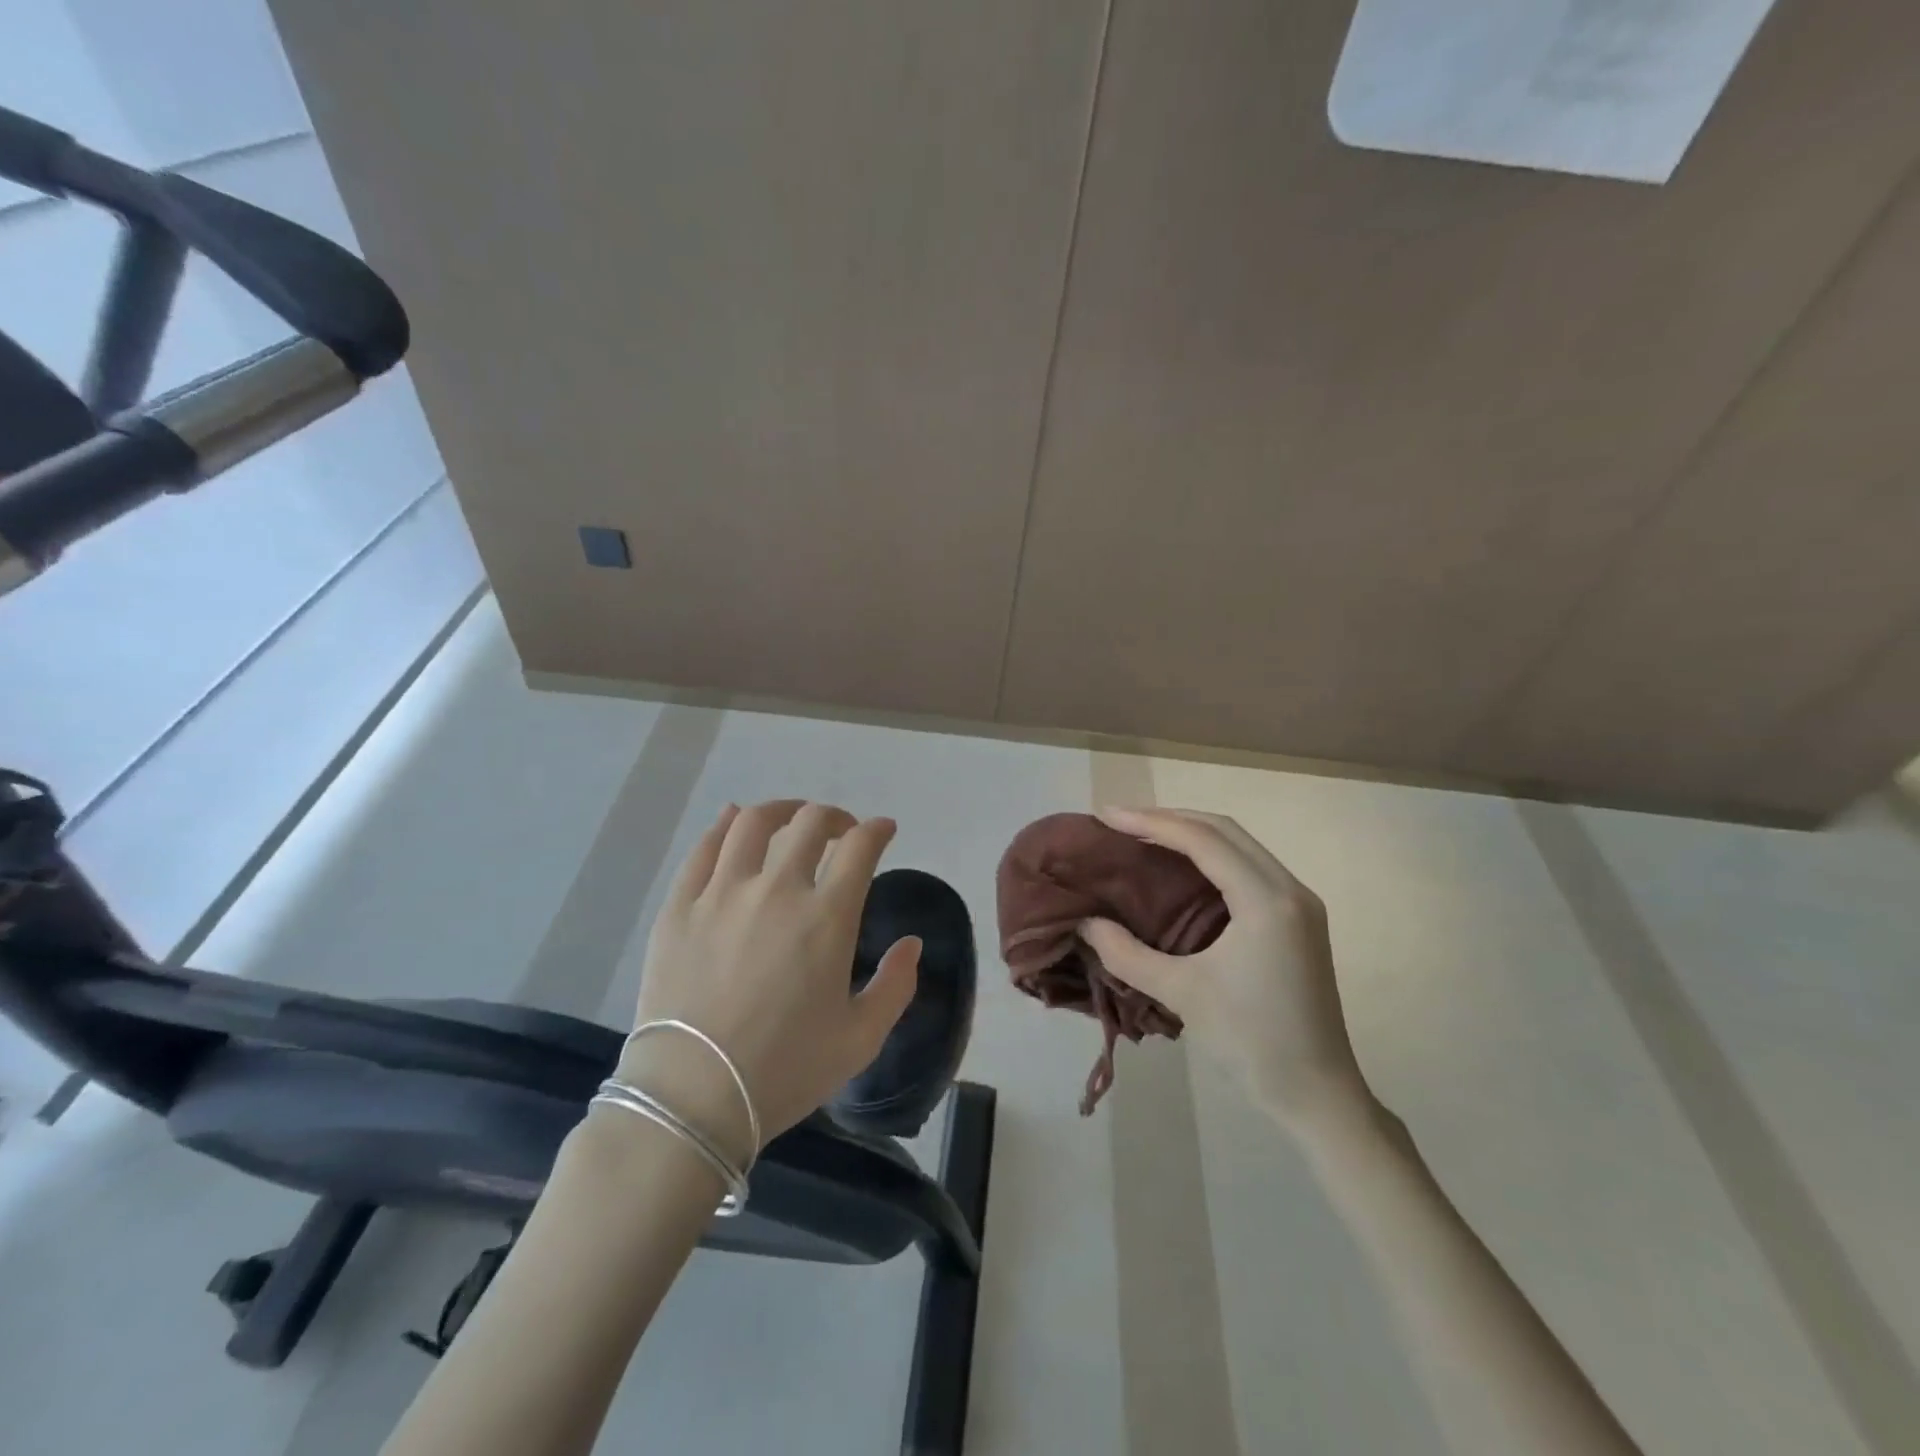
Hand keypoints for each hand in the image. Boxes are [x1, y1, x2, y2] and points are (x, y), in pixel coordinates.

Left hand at [616, 801, 919, 1163]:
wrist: (692, 1098)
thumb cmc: (785, 1070)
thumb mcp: (860, 1039)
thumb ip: (896, 986)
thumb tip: (912, 943)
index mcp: (826, 917)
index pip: (859, 847)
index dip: (877, 830)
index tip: (883, 830)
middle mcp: (776, 890)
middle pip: (809, 823)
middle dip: (834, 817)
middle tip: (841, 831)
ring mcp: (721, 893)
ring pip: (753, 823)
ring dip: (781, 811)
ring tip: (790, 820)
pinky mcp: (679, 907)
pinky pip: (704, 848)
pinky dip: (724, 826)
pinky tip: (733, 822)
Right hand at [1080, 807, 1369, 1128]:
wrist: (1317, 1094)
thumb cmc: (1251, 1042)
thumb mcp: (1181, 993)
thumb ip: (1126, 954)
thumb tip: (1084, 923)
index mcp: (1266, 901)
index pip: (1203, 840)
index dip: (1150, 822)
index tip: (1106, 816)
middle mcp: (1289, 889)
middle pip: (1224, 830)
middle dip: (1169, 819)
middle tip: (1120, 822)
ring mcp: (1299, 903)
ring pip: (1239, 845)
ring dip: (1191, 834)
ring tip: (1143, 836)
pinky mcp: (1298, 919)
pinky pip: (1248, 866)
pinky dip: (1210, 856)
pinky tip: (1180, 868)